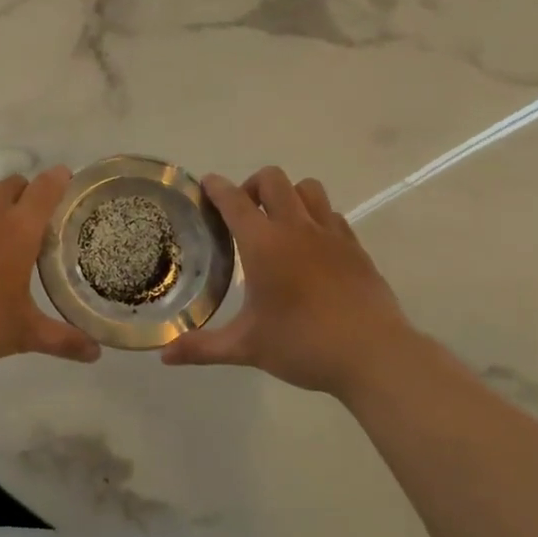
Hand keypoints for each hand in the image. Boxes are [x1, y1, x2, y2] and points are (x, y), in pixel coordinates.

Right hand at [161, 167, 435, 400]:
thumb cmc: (303, 345)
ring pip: (308, 188)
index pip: (234, 200)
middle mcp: (296, 228)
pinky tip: (312, 246)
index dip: (216, 187)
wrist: (373, 354)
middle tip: (244, 212)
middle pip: (273, 180)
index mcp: (263, 244)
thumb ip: (202, 348)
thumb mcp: (247, 347)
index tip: (206, 184)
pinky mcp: (355, 247)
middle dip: (253, 186)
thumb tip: (164, 356)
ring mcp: (330, 234)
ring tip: (280, 222)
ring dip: (289, 195)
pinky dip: (316, 217)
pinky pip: (332, 214)